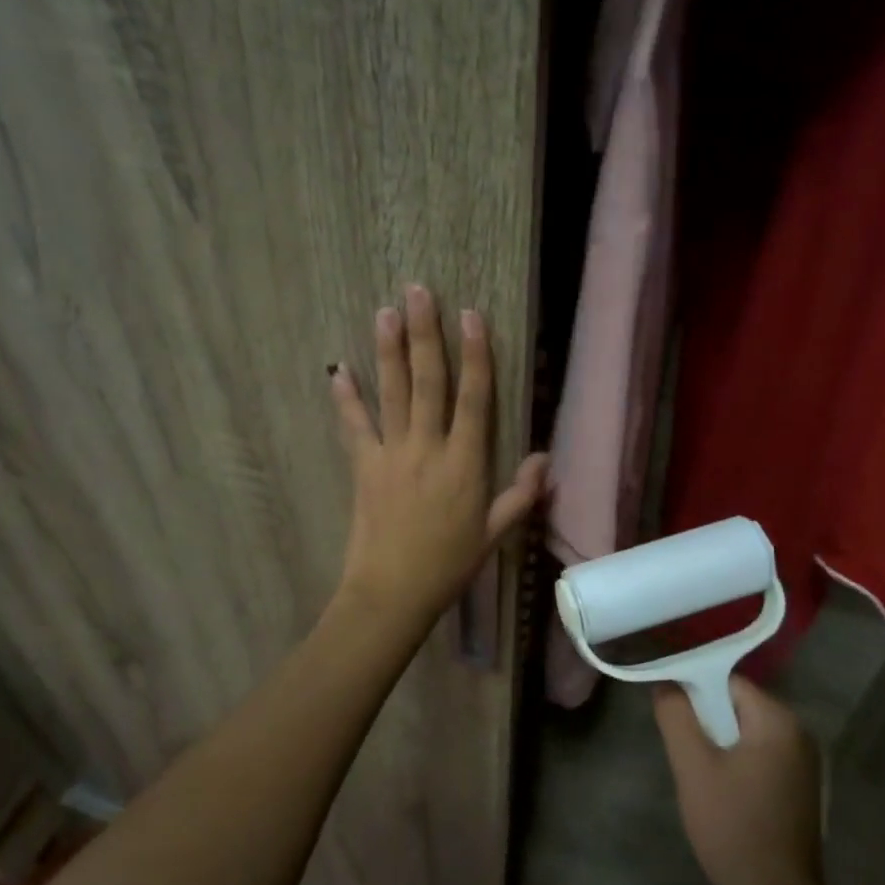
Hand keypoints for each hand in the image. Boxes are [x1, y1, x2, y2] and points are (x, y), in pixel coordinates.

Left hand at [330, 284, 548, 622]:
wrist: (392, 593)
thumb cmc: (449, 566)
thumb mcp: (495, 534)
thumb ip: (521, 494)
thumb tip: (547, 458)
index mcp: (465, 463)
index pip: (474, 398)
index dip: (476, 355)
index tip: (471, 315)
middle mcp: (428, 448)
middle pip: (428, 382)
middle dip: (426, 334)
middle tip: (418, 291)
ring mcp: (392, 455)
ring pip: (392, 393)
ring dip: (388, 351)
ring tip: (385, 312)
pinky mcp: (363, 468)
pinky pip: (354, 427)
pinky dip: (346, 398)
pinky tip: (338, 369)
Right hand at [656, 676, 829, 884]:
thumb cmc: (733, 827)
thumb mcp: (693, 767)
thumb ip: (676, 717)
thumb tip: (666, 683)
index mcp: (779, 720)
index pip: (728, 682)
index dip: (694, 692)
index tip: (671, 716)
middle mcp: (800, 732)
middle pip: (738, 705)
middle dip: (706, 721)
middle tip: (684, 753)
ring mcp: (805, 762)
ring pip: (747, 732)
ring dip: (720, 744)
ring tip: (699, 775)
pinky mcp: (802, 787)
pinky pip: (761, 755)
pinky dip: (738, 762)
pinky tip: (723, 793)